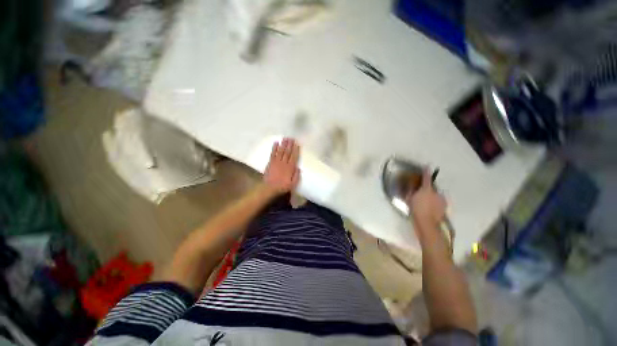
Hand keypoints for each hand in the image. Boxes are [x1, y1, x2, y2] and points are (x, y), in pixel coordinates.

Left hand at [263, 138, 300, 193]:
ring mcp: (276, 162)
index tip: (297, 144)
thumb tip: (298, 168)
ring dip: (283, 144)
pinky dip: (274, 148)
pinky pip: (273, 154)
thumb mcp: (293, 184)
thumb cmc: (283, 187)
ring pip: (281, 151)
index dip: (296, 150)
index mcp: (290, 168)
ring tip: (285, 138)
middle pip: (287, 152)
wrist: (270, 188)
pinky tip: (276, 142)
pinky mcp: (270, 163)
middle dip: (290, 144)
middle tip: (292, 138)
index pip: (294, 156)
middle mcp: (284, 163)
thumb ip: (296, 176)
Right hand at [405, 169, 446, 231]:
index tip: (427, 166)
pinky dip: (436, 203)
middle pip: (431, 188)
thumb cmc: (416, 210)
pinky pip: (439, 202)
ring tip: (426, 204)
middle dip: (427, 190)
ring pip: (436, 196)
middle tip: (421, 195)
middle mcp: (436, 192)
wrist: (427, 223)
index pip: (426, 178)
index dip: (426, 172)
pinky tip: (431, 209)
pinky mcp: (445, 207)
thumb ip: (410, 192)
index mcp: (426, 189)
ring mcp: (442, 200)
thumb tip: (410, 186)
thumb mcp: (409, 199)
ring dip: (432, 197)